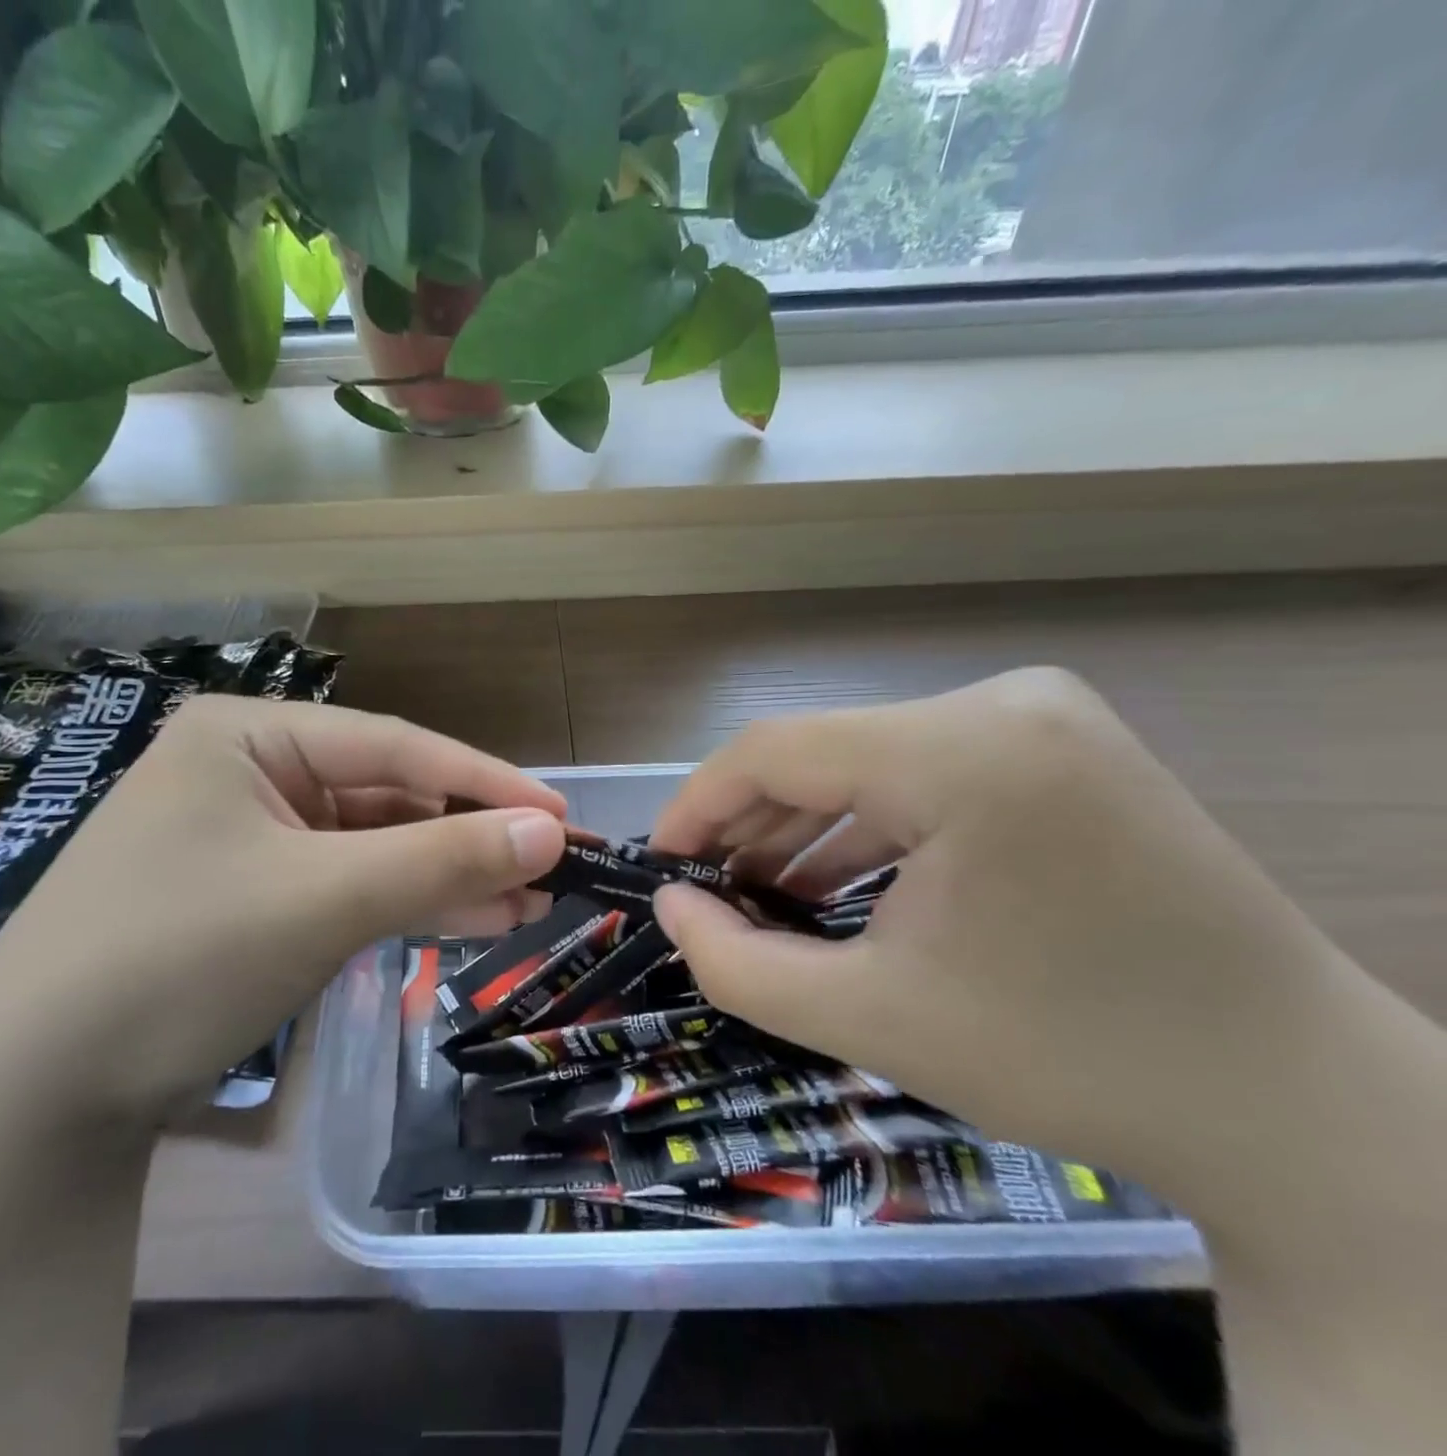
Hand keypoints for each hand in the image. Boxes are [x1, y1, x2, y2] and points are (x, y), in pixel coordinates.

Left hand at [0, 697, 565, 1122]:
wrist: (32, 1097)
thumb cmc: (178, 960)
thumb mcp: (324, 899)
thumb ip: (442, 859)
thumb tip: (549, 830)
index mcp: (250, 735)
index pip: (395, 746)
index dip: (485, 782)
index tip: (560, 814)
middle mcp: (249, 771)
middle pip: (386, 796)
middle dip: (468, 836)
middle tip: (553, 868)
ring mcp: (248, 836)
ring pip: (371, 846)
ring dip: (444, 875)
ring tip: (527, 904)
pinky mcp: (250, 895)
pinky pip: (344, 885)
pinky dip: (401, 904)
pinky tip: (466, 920)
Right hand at [648, 668, 1376, 1205]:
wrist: (1295, 1104)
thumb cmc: (1072, 1059)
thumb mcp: (871, 1019)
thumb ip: (738, 964)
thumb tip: (669, 908)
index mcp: (963, 752)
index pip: (775, 749)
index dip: (698, 806)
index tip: (661, 867)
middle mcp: (1003, 704)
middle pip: (822, 753)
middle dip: (750, 826)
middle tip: (707, 895)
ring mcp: (1041, 719)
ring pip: (868, 763)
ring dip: (804, 829)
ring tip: (759, 898)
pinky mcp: (1059, 749)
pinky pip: (922, 775)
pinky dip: (867, 828)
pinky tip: (834, 884)